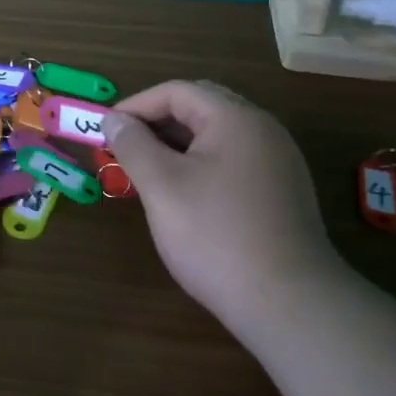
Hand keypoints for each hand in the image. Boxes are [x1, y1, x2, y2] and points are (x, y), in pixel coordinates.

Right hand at [102, 80, 330, 341]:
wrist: (289, 303)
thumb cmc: (216, 236)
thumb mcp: (162, 186)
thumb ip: (133, 144)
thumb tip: (113, 119)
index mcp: (236, 118)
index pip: (177, 91)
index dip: (136, 106)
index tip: (107, 132)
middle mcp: (263, 129)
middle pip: (201, 107)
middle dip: (158, 123)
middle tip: (126, 148)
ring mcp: (279, 161)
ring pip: (218, 136)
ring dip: (179, 145)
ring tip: (149, 173)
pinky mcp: (284, 192)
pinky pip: (235, 161)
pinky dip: (202, 165)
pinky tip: (186, 196)